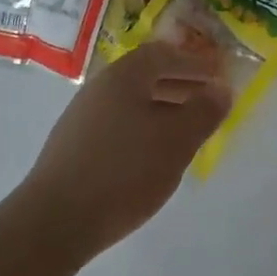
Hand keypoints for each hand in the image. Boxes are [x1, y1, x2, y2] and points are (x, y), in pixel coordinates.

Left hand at [12, 42, 230, 263]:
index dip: (195, 62)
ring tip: (186, 130)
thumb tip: (222, 88)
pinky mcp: (73, 145)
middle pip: (147, 75)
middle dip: (181, 84)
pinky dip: (143, 127)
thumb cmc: (124, 172)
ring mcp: (83, 116)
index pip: (165, 54)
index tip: (220, 75)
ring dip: (163, 107)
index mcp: (125, 75)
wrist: (53, 221)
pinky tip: (152, 154)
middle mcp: (101, 86)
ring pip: (132, 101)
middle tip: (208, 100)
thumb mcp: (176, 141)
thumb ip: (204, 111)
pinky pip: (118, 122)